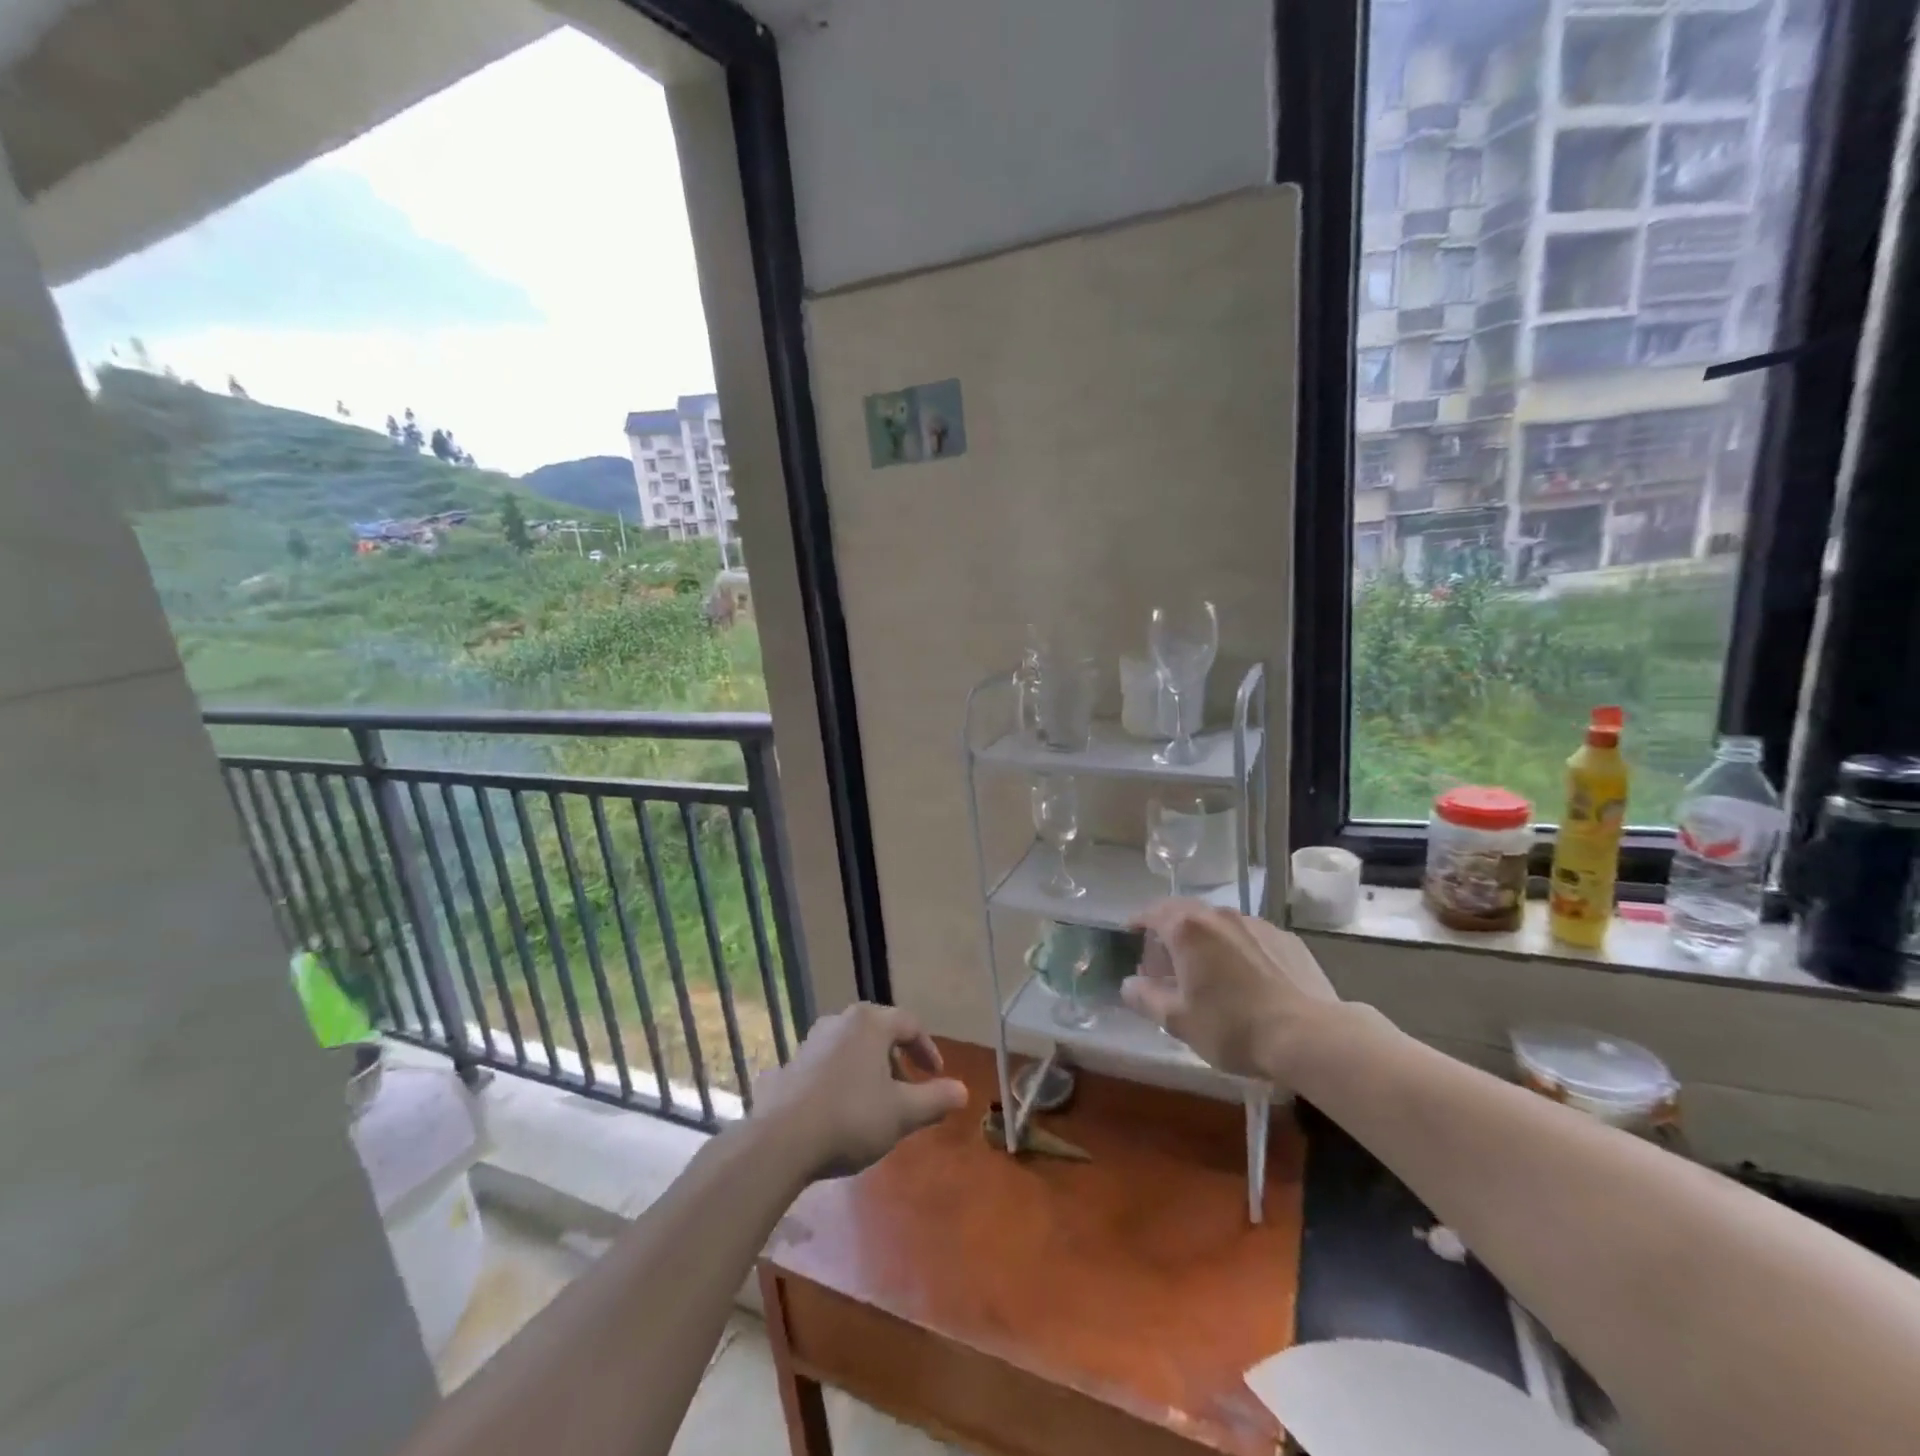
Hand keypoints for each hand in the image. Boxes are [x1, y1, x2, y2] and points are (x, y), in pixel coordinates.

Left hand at [751, 1003, 968, 1180]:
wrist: (780, 1141)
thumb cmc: (851, 1118)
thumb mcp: (902, 1113)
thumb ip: (935, 1099)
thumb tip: (963, 1090)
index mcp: (870, 1022)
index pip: (910, 1024)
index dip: (928, 1049)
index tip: (937, 1076)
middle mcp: (840, 1021)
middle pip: (880, 1033)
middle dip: (898, 1061)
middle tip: (909, 1091)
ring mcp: (811, 1041)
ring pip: (853, 1048)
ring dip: (871, 1070)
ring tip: (877, 1104)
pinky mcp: (791, 1065)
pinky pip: (829, 1065)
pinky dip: (844, 1080)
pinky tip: (843, 1112)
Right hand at [1122, 902, 1339, 1078]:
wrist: (1311, 1036)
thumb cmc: (1233, 1027)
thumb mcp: (1179, 1021)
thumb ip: (1146, 998)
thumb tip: (1128, 984)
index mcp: (1188, 930)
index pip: (1153, 911)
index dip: (1138, 921)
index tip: (1130, 933)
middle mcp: (1220, 916)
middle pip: (1185, 913)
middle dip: (1170, 931)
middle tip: (1164, 961)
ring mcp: (1257, 924)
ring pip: (1219, 925)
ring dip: (1205, 940)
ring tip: (1206, 971)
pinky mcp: (1286, 939)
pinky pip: (1249, 937)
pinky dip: (1236, 949)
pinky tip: (1244, 979)